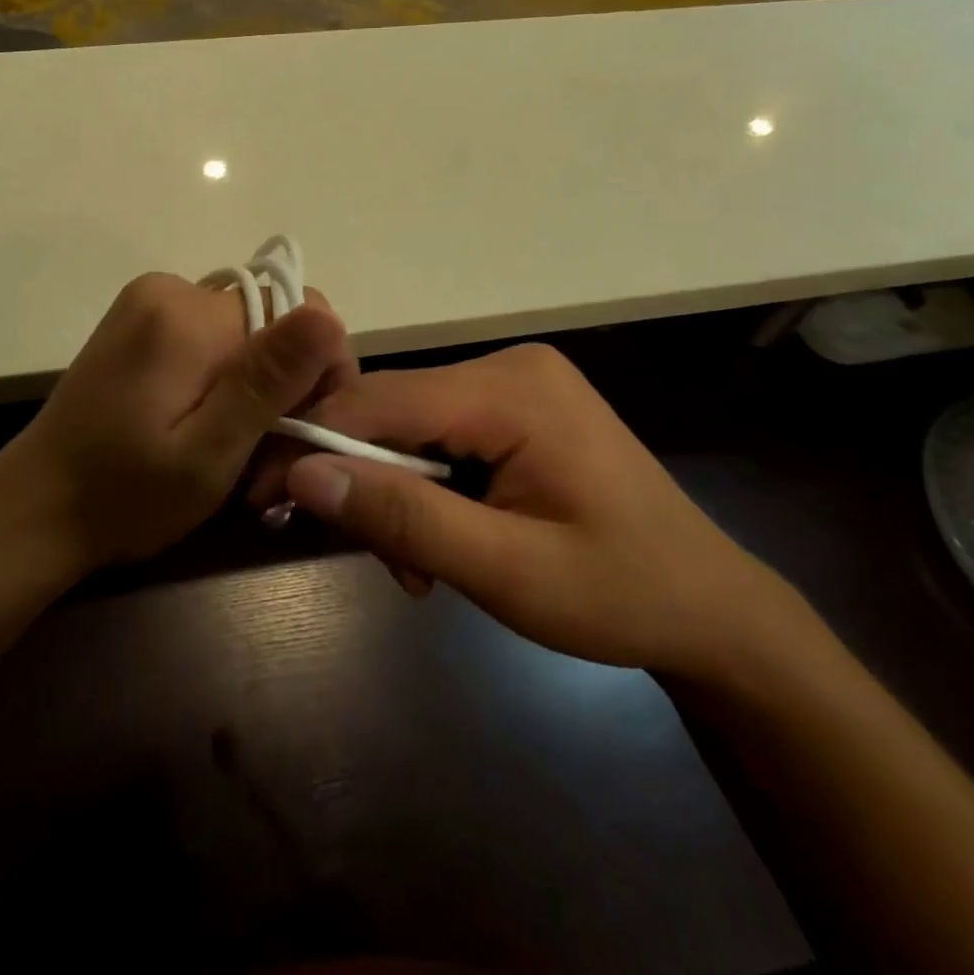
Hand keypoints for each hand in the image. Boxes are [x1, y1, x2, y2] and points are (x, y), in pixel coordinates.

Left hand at [0, 273, 353, 573]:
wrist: (35, 509)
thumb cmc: (125, 497)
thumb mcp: (208, 454)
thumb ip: (266, 383)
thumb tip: (327, 316)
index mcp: (188, 315)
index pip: (301, 310)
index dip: (320, 368)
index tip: (309, 431)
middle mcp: (170, 288)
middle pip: (272, 318)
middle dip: (286, 383)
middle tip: (270, 457)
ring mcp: (149, 300)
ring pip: (247, 329)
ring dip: (258, 383)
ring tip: (238, 447)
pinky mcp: (139, 320)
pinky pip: (213, 334)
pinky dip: (227, 375)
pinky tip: (209, 422)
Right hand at [278, 344, 804, 680]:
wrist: (711, 609)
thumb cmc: (620, 595)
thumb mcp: (505, 572)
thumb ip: (404, 518)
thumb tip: (302, 472)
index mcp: (511, 389)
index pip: (380, 399)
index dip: (313, 442)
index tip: (262, 493)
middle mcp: (506, 365)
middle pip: (390, 409)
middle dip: (361, 479)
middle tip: (355, 550)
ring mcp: (511, 382)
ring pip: (407, 425)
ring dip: (392, 492)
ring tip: (414, 570)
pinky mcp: (513, 406)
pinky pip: (437, 434)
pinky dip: (422, 485)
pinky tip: (439, 540)